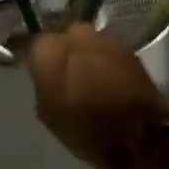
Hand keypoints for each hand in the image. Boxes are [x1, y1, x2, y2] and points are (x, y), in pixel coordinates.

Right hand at [23, 22, 168, 168]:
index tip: (28, 63)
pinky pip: (106, 49)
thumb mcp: (47, 112)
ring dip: (83, 52)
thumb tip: (47, 75)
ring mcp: (103, 37)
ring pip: (85, 40)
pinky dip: (103, 59)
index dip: (28, 54)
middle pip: (60, 36)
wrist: (139, 135)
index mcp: (47, 48)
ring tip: (85, 72)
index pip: (28, 43)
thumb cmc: (84, 128)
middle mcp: (73, 33)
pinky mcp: (127, 47)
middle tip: (60, 68)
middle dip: (59, 49)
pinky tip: (104, 75)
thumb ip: (42, 84)